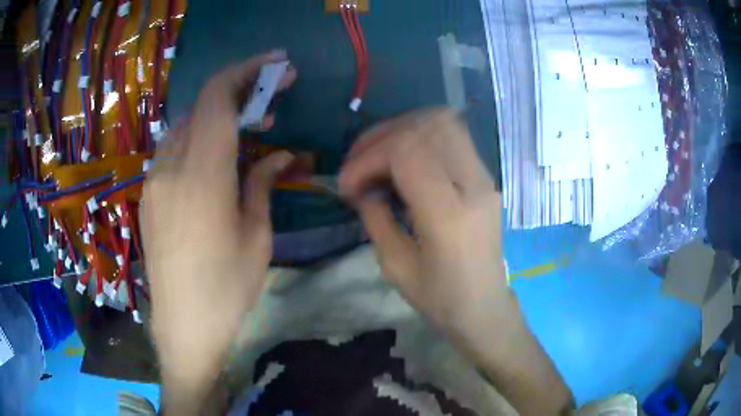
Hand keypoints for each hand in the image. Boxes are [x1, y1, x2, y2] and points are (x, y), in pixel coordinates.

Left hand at [142, 50, 296, 403]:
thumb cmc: (226, 288)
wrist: (183, 326)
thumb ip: (262, 184)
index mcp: (202, 176)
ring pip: (184, 126)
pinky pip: (172, 150)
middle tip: (269, 104)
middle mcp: (170, 168)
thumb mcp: (256, 236)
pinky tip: (213, 160)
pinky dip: (196, 139)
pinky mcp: (148, 196)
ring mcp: (153, 181)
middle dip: (236, 93)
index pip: (217, 98)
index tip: (275, 64)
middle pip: (200, 107)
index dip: (245, 71)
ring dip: (215, 117)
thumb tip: (280, 154)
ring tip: (245, 132)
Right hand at [339, 109, 508, 329]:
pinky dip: (421, 136)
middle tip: (358, 163)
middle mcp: (474, 186)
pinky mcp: (486, 177)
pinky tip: (403, 158)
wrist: (485, 308)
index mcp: (449, 215)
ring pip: (443, 122)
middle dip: (381, 136)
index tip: (347, 185)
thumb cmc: (441, 299)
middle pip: (425, 128)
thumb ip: (375, 217)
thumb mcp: (395, 266)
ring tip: (378, 155)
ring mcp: (485, 178)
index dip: (368, 158)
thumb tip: (362, 186)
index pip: (406, 152)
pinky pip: (453, 136)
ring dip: (402, 130)